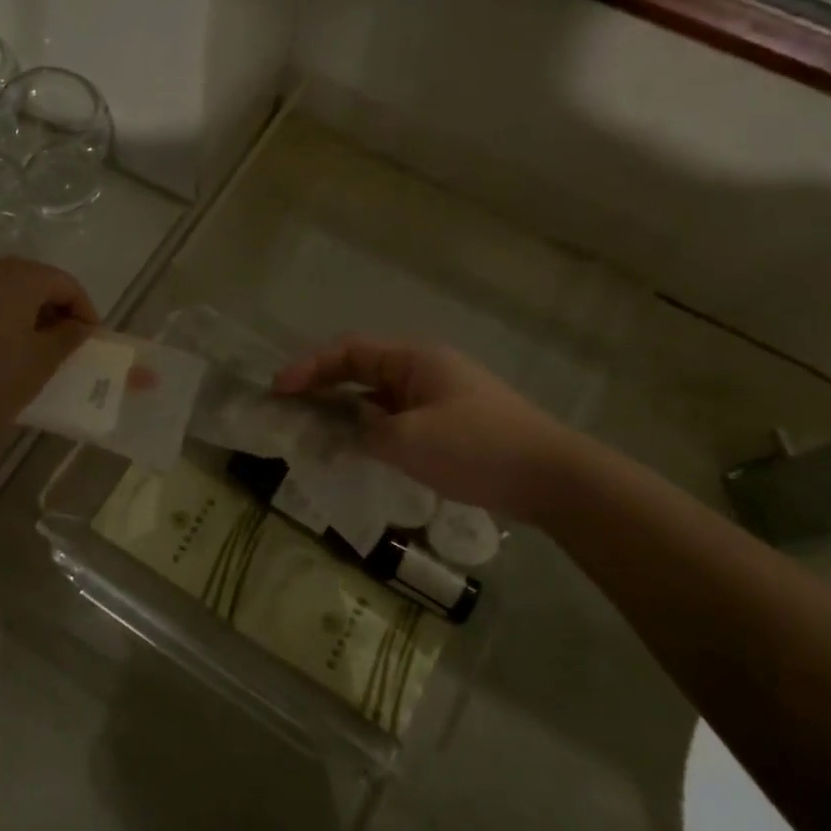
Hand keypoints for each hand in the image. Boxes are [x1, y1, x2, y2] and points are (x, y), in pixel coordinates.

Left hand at [0, 259, 94, 447]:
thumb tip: (78, 326)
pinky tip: (5, 353)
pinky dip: (4, 320)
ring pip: (7, 292)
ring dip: (29, 315)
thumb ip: (68, 338)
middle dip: (57, 309)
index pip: (65, 282)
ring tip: (39, 350)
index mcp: (18, 277)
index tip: (91, 341)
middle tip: (68, 343)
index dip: (85, 309)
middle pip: (35, 281)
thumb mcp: (41, 361)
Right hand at [272, 337, 590, 522]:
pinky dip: (371, 427)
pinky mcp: (450, 421)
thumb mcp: (408, 442)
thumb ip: (365, 434)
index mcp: (413, 360)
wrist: (552, 477)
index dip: (309, 367)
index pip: (348, 352)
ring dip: (345, 409)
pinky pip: (397, 416)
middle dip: (322, 385)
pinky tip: (359, 449)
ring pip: (378, 395)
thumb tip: (348, 433)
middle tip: (289, 407)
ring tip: (315, 430)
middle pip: (360, 368)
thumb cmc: (477, 448)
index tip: (278, 390)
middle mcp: (424, 369)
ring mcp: (439, 395)